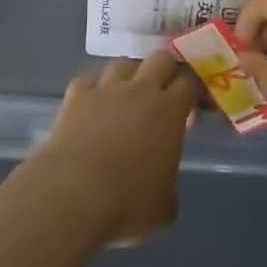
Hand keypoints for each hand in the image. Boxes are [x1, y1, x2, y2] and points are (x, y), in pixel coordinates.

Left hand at [31, 52, 198, 246]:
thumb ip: (169, 188)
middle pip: (161, 58)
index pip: (190, 84)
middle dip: (165, 70)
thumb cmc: (127, 202)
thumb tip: (164, 187)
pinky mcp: (77, 94)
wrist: (73, 193)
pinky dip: (91, 91)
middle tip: (162, 94)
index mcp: (169, 112)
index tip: (189, 110)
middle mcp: (140, 90)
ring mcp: (106, 88)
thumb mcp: (163, 208)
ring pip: (123, 63)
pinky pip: (88, 82)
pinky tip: (89, 108)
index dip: (192, 93)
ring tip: (124, 97)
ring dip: (128, 76)